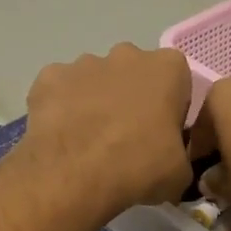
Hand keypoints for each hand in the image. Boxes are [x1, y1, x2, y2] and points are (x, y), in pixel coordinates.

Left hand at [14, 44, 193, 218]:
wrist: (73, 176)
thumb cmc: (138, 168)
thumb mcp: (180, 173)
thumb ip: (181, 155)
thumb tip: (171, 160)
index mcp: (167, 68)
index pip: (177, 80)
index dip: (171, 108)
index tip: (163, 134)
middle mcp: (126, 55)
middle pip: (134, 74)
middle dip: (132, 98)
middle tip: (127, 138)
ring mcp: (83, 63)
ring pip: (96, 80)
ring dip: (96, 102)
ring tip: (90, 142)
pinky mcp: (48, 77)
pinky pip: (61, 91)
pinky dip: (62, 108)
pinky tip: (63, 137)